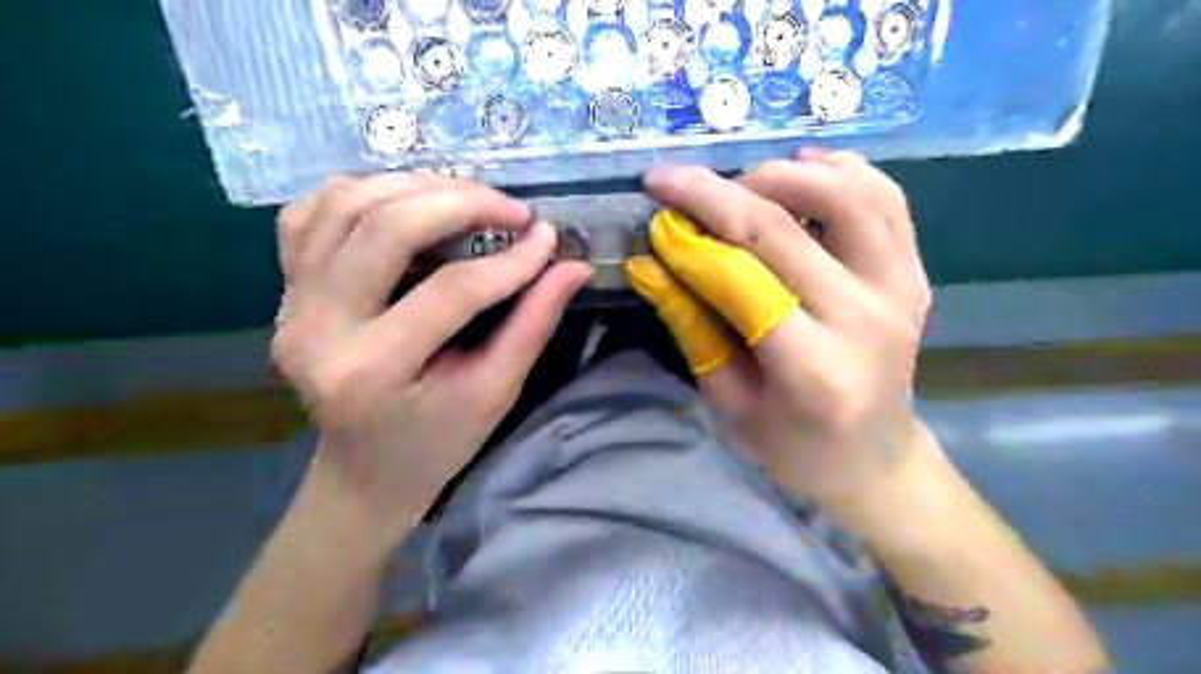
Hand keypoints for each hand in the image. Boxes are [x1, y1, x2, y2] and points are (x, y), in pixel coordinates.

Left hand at [272, 174, 590, 535]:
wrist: (363, 472)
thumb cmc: (436, 443)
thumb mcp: (495, 393)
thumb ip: (533, 325)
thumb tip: (574, 266)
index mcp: (371, 370)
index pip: (450, 291)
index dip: (509, 261)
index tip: (548, 239)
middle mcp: (315, 329)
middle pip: (385, 227)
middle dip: (460, 203)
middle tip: (513, 210)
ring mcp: (289, 305)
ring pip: (344, 204)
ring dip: (415, 187)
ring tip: (468, 198)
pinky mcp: (284, 292)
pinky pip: (309, 214)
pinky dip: (361, 193)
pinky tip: (405, 201)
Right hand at [628, 146, 936, 516]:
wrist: (875, 459)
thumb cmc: (793, 447)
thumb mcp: (727, 402)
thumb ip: (690, 328)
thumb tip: (648, 263)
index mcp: (812, 369)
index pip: (742, 278)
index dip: (690, 237)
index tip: (654, 208)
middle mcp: (864, 319)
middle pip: (784, 228)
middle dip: (715, 192)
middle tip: (672, 180)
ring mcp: (900, 290)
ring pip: (845, 194)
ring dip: (780, 175)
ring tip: (738, 185)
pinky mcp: (915, 274)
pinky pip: (886, 197)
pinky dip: (841, 170)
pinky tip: (802, 170)